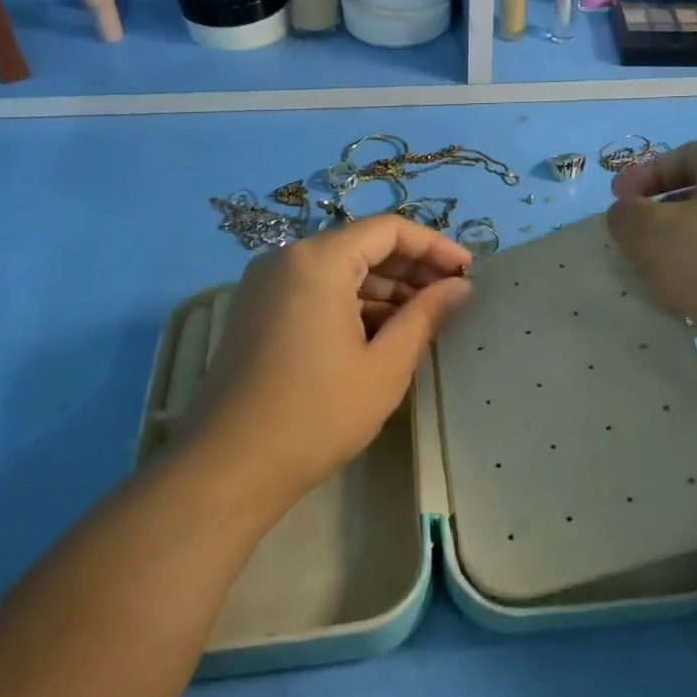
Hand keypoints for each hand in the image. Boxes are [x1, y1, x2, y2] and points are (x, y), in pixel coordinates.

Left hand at [179, 216, 472, 513]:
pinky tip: (383, 333)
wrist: (228, 467)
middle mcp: (287, 259)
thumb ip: (425, 315)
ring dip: (384, 289)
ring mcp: (266, 285)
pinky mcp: (257, 311)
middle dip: (411, 268)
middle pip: (362, 246)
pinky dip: (353, 304)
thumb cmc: (317, 414)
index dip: (434, 245)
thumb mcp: (385, 366)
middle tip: (452, 297)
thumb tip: (460, 286)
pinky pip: (316, 291)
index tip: (468, 271)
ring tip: (425, 319)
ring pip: (339, 270)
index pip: (388, 229)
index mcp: (318, 260)